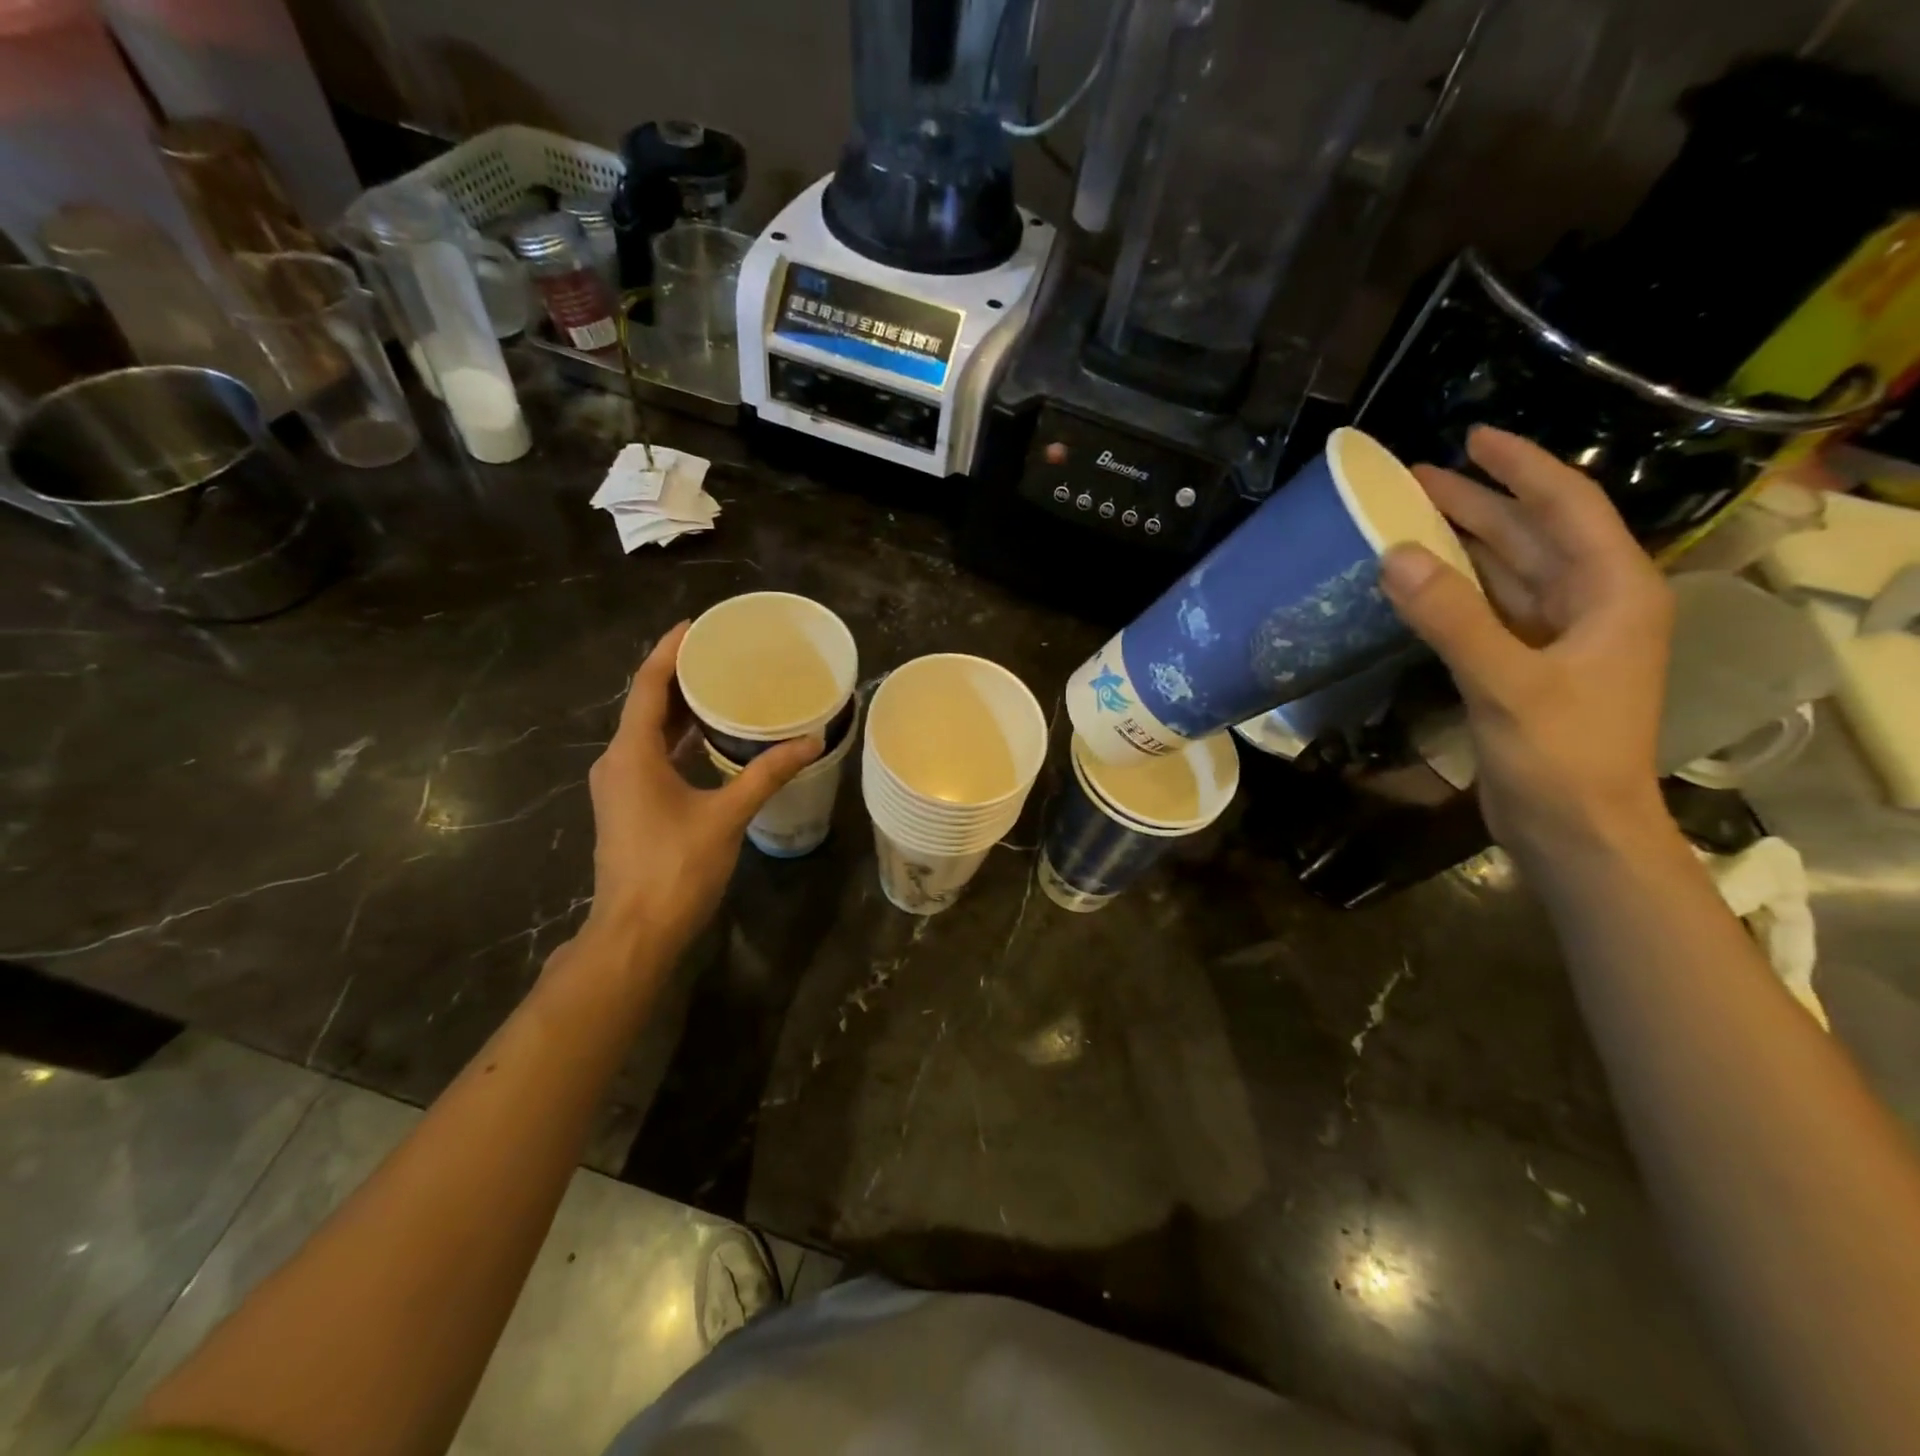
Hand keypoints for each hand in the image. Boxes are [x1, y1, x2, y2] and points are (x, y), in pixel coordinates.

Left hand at [572, 622, 821, 968]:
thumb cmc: (675, 869)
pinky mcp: (628, 806)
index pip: (647, 686)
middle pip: (645, 705)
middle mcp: (617, 762)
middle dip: (679, 677)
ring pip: (648, 733)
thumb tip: (811, 740)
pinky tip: (710, 740)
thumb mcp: (727, 816)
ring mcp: (619, 786)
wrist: (635, 932)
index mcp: (631, 754)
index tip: (696, 625)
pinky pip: (651, 756)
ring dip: (679, 710)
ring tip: (720, 688)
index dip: (669, 652)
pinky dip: (678, 740)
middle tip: (720, 654)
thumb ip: (767, 774)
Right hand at [1379, 427, 1674, 860]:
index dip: (1523, 468)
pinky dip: (1451, 591)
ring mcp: (1555, 638)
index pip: (1568, 509)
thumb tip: (1393, 555)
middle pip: (1530, 536)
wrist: (1576, 830)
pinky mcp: (1523, 667)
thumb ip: (1452, 618)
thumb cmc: (1563, 755)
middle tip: (1415, 477)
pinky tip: (1415, 581)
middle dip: (1477, 503)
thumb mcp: (1508, 683)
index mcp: (1613, 593)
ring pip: (1505, 572)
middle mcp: (1590, 605)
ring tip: (1407, 517)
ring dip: (1460, 544)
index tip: (1474, 438)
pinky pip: (1484, 610)